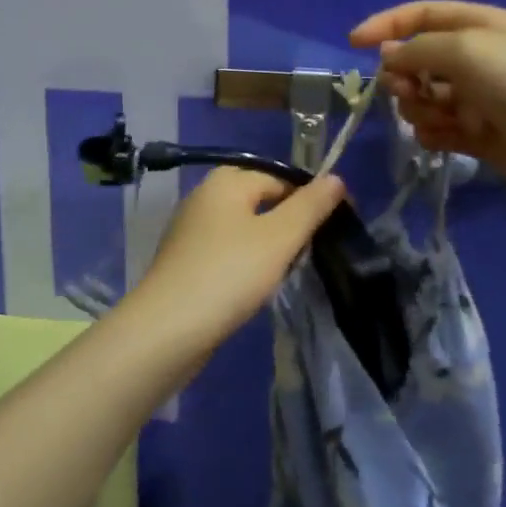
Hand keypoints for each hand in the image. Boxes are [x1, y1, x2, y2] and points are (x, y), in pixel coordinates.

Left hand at [129, 168, 346, 344]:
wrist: (167, 329)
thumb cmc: (229, 274)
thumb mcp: (279, 237)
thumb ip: (310, 206)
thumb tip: (335, 178)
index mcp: (226, 181)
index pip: (281, 177)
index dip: (312, 197)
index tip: (338, 225)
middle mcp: (204, 196)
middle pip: (261, 200)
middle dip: (290, 222)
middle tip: (312, 251)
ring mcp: (191, 229)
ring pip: (244, 227)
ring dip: (269, 245)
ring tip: (287, 271)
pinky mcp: (185, 260)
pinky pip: (227, 250)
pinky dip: (246, 262)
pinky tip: (255, 285)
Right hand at [350, 0, 505, 206]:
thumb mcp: (467, 51)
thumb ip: (418, 49)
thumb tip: (388, 56)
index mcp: (480, 26)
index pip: (422, 15)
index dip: (386, 25)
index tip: (353, 44)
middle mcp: (478, 58)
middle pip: (418, 59)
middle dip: (404, 76)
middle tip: (408, 92)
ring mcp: (479, 98)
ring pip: (424, 97)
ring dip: (419, 108)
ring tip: (438, 119)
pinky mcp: (480, 134)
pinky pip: (438, 128)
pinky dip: (432, 133)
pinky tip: (441, 140)